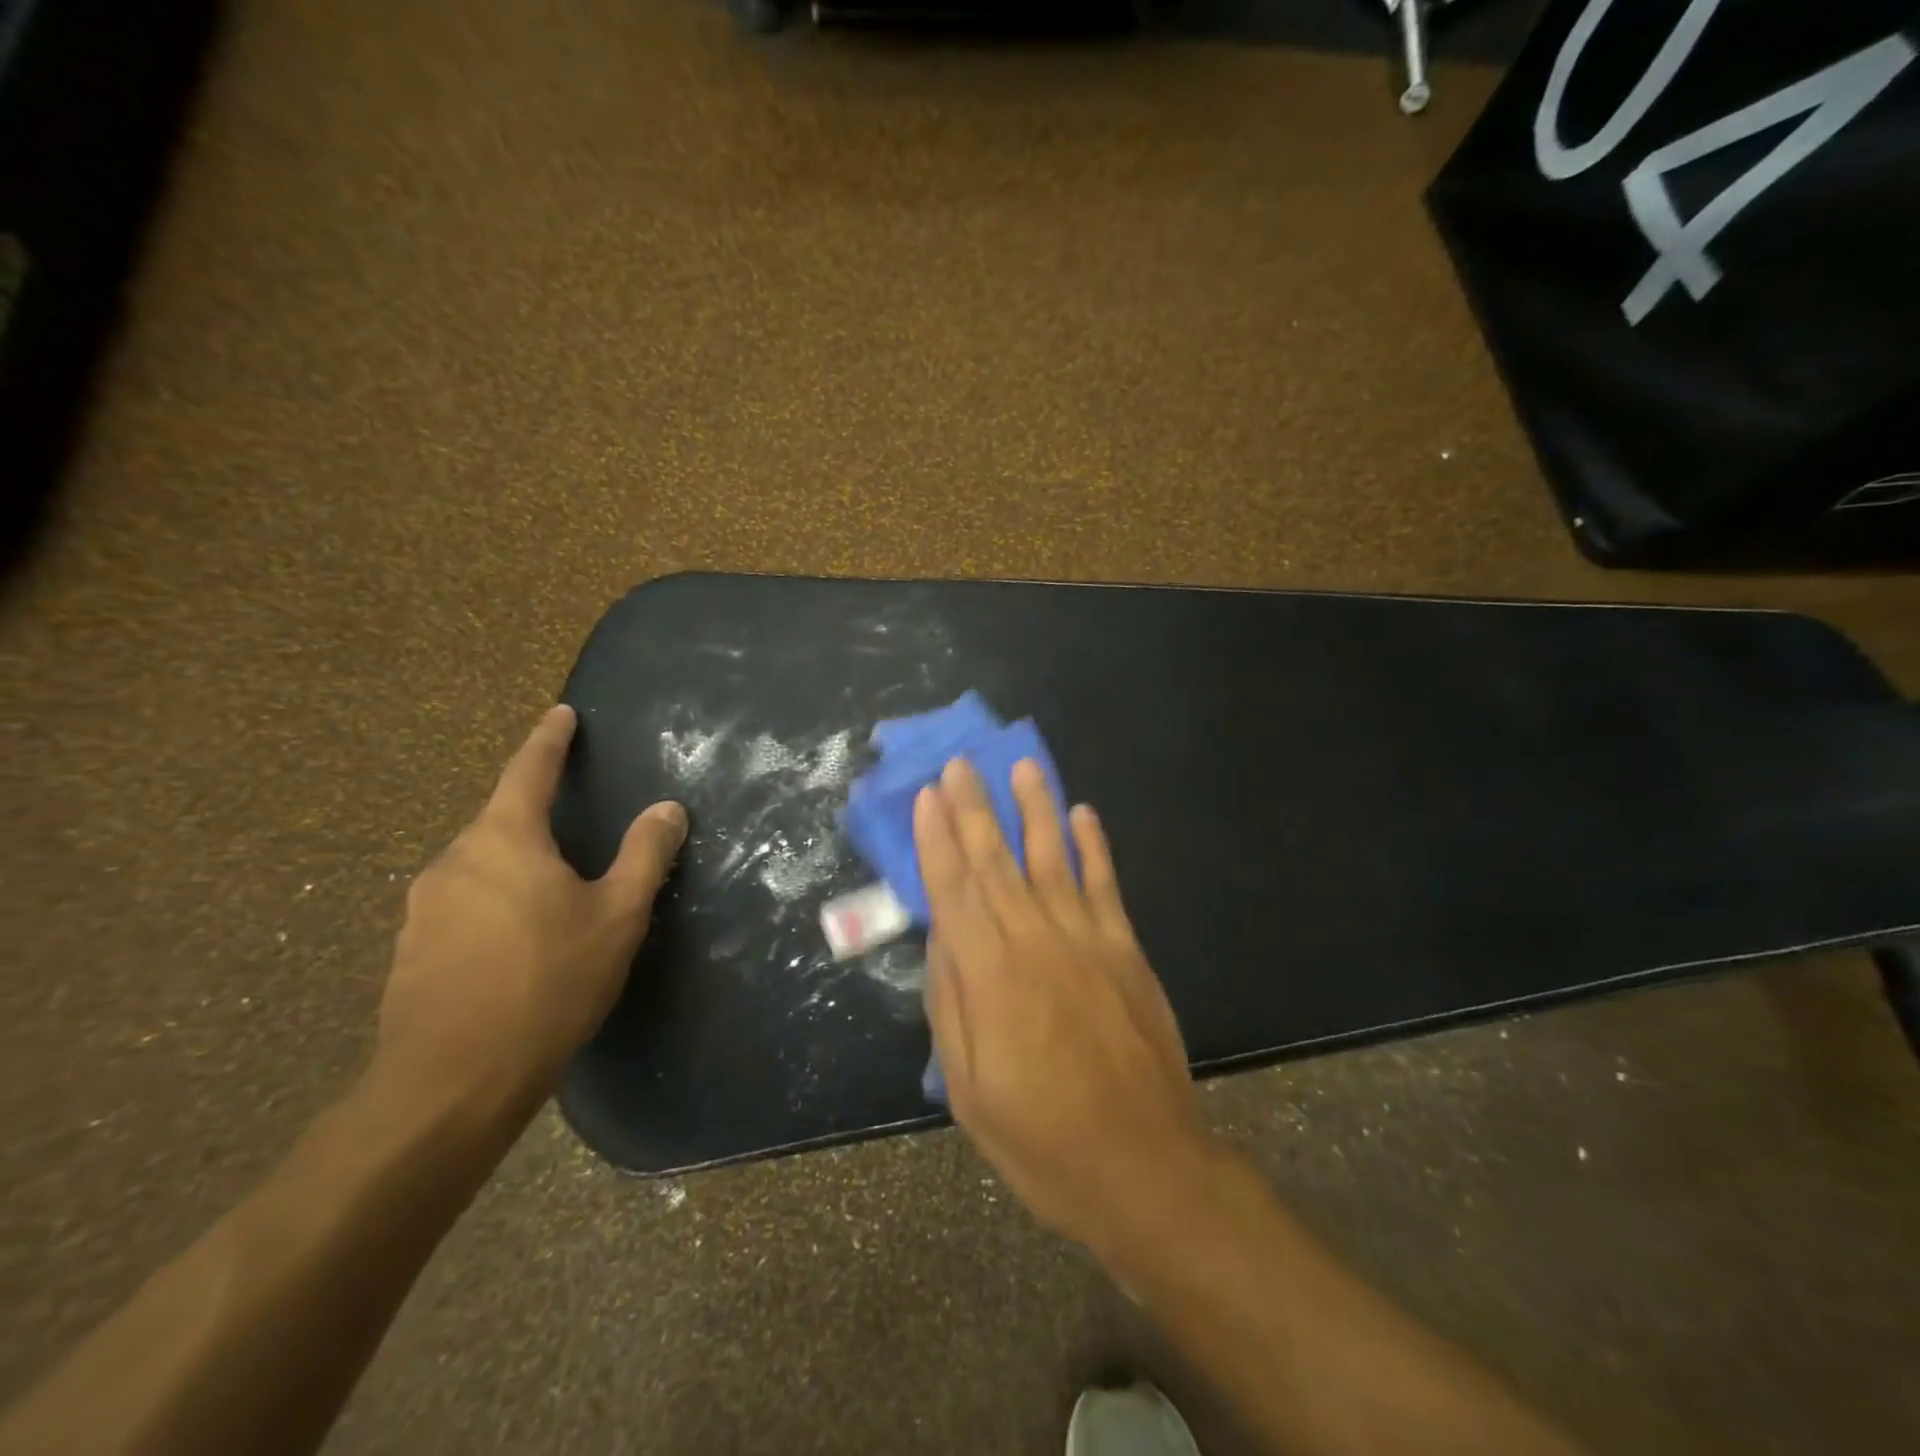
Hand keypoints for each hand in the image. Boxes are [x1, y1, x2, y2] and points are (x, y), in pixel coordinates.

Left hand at [376, 705, 686, 1113]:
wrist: (451, 1083)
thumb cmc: (547, 983)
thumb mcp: (616, 915)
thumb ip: (645, 854)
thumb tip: (668, 807)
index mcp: (504, 840)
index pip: (528, 771)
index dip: (549, 740)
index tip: (561, 713)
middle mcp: (454, 861)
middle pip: (500, 820)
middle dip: (534, 813)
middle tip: (573, 823)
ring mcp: (424, 907)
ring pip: (480, 866)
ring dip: (515, 865)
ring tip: (551, 891)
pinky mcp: (411, 950)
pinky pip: (463, 905)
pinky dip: (494, 904)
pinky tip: (518, 942)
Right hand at [915, 757, 1201, 1252]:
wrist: (1143, 1166)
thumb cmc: (1041, 1138)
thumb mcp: (968, 1088)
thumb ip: (950, 1004)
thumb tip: (942, 936)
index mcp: (990, 975)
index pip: (954, 889)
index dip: (937, 839)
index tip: (927, 796)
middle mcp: (1035, 940)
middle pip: (997, 861)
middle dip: (974, 808)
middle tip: (961, 763)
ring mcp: (1087, 940)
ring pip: (1053, 857)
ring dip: (1035, 808)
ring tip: (1022, 765)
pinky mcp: (1126, 950)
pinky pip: (1105, 885)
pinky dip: (1093, 846)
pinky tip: (1082, 814)